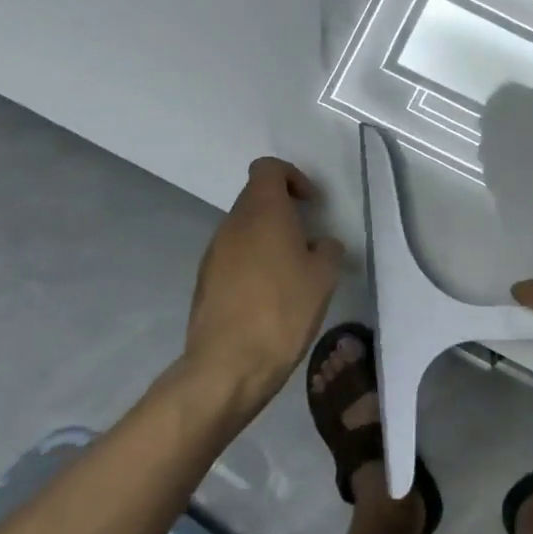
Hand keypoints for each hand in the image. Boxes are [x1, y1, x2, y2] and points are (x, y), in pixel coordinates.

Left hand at [182, 158, 343, 409]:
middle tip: (308, 241)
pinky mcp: (205, 280)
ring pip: (244, 229)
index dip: (292, 177)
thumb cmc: (283, 310)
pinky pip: (234, 256)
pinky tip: (270, 296)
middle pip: (256, 198)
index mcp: (262, 212)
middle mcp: (232, 224)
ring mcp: (214, 253)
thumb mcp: (323, 278)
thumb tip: (318, 245)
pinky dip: (253, 263)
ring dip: (268, 239)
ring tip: (291, 272)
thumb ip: (327, 250)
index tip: (310, 203)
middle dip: (283, 211)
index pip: (268, 169)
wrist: (229, 365)